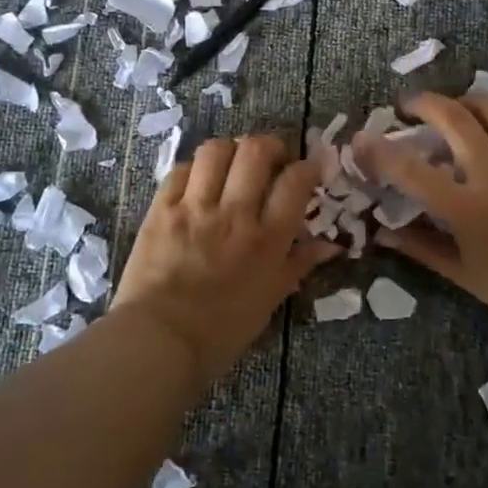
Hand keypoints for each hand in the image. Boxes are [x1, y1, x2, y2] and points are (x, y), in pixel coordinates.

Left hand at [115, 133, 338, 386]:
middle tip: (272, 159)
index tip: (308, 170)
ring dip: (231, 150)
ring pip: (216, 151)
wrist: (159, 342)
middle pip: (256, 151)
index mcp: (267, 239)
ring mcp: (194, 207)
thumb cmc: (222, 331)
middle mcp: (234, 213)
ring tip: (234, 164)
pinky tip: (199, 181)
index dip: (308, 167)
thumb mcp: (270, 300)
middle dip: (271, 145)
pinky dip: (194, 169)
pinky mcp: (161, 209)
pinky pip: (180, 170)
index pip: (296, 181)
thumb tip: (329, 245)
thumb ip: (298, 264)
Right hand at [356, 93, 487, 341]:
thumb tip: (384, 233)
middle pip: (454, 119)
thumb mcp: (465, 275)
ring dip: (467, 100)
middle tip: (409, 105)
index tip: (362, 138)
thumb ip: (422, 248)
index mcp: (466, 208)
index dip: (381, 152)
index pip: (412, 171)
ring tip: (455, 105)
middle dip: (425, 103)